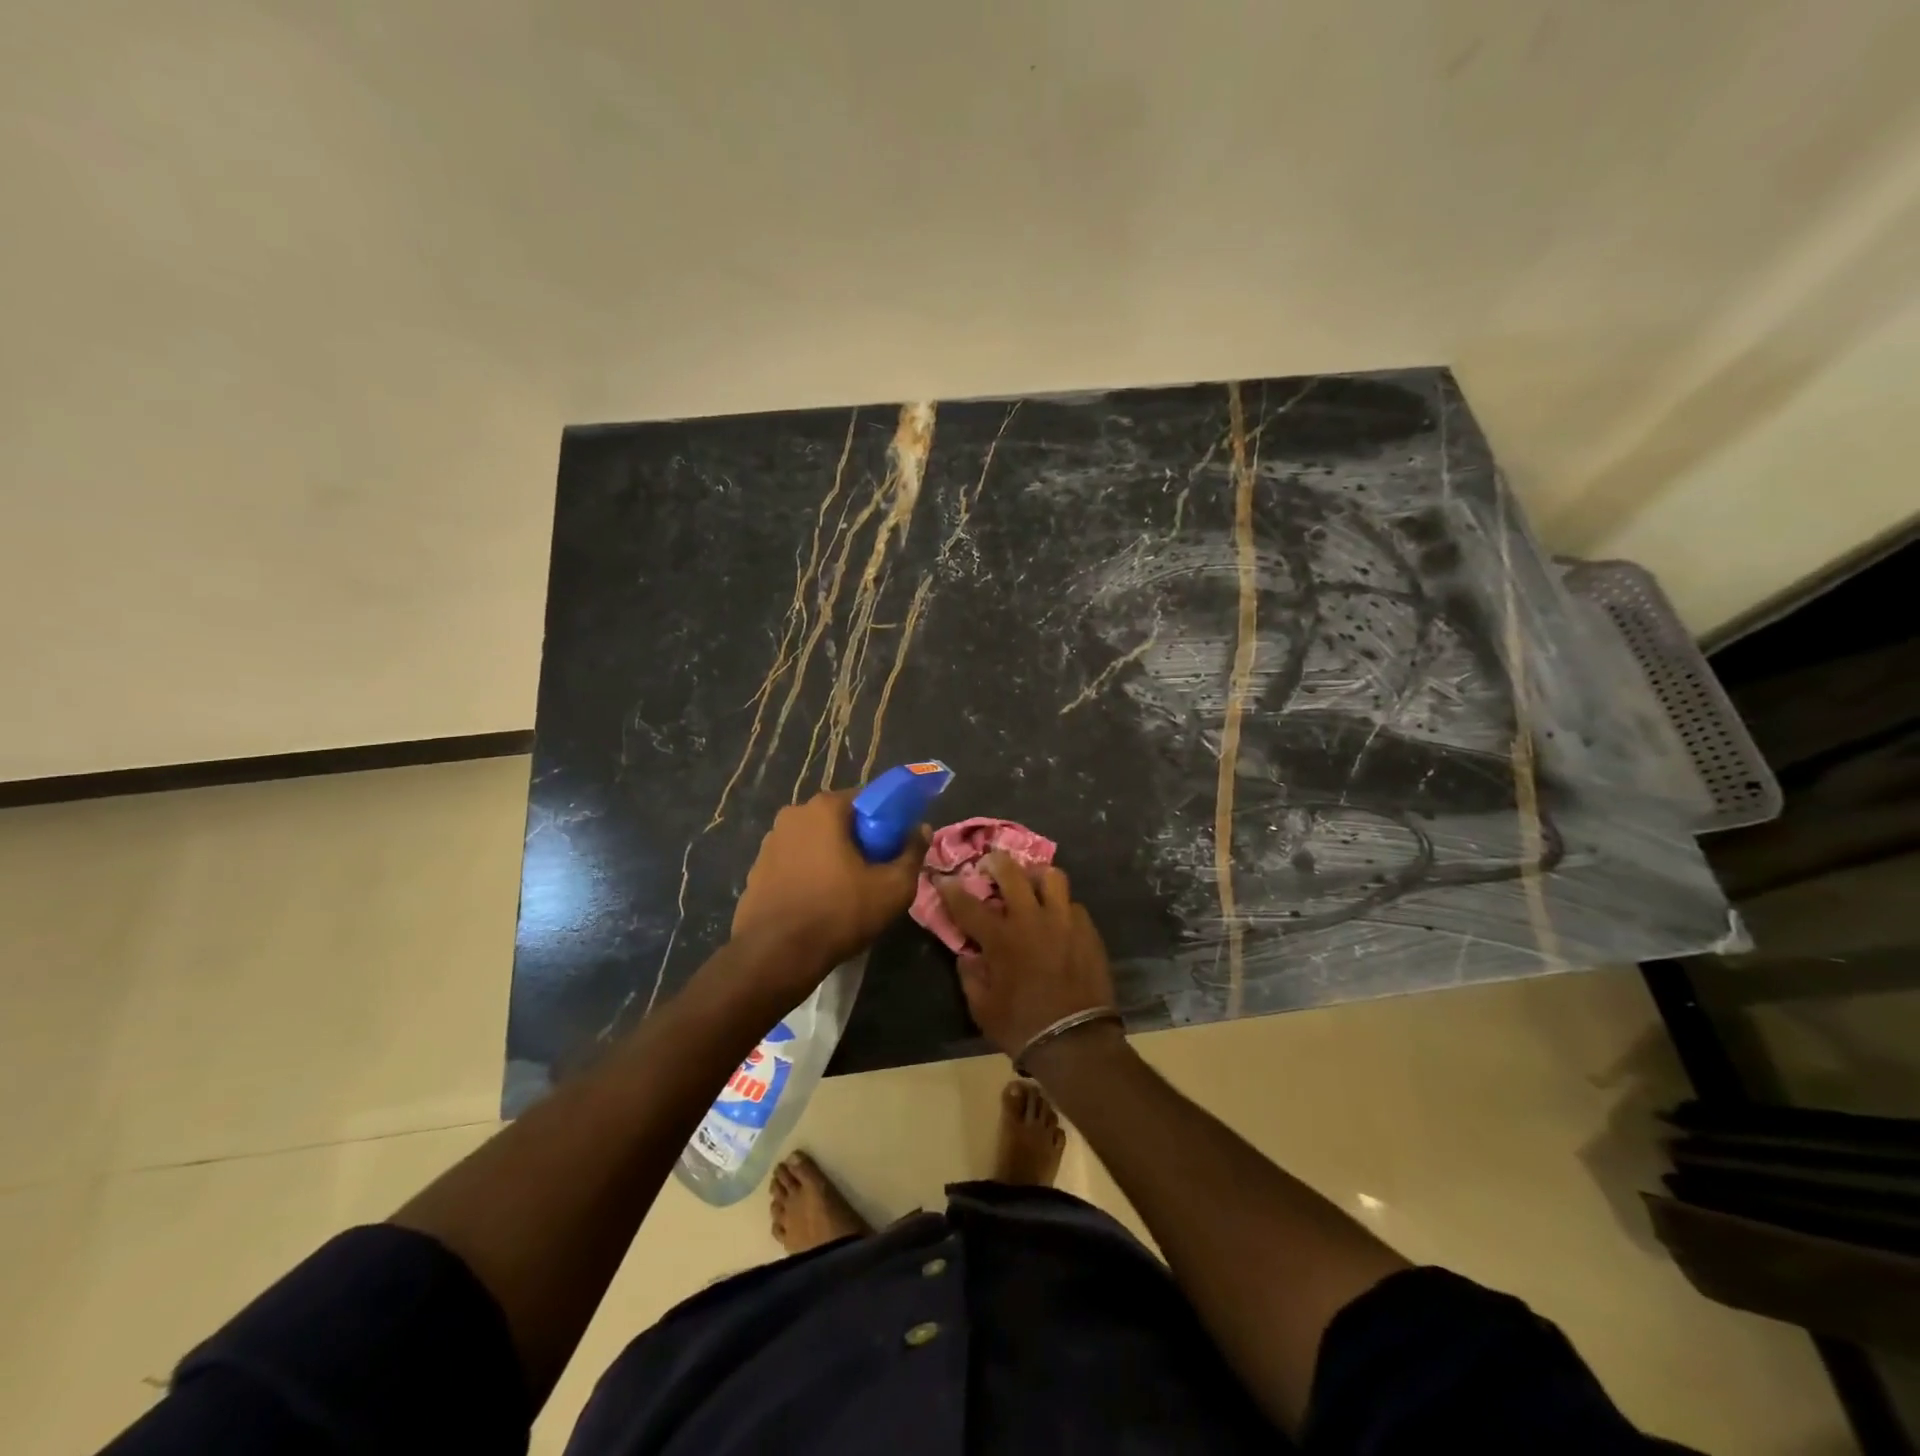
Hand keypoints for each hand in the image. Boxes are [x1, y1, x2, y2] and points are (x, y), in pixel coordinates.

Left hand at [731, 790, 928, 989]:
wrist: (776, 956)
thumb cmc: (839, 913)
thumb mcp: (893, 888)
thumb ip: (913, 853)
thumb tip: (922, 829)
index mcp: (824, 808)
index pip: (867, 800)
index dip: (887, 822)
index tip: (894, 849)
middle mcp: (793, 815)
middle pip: (839, 820)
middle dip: (859, 840)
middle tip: (875, 872)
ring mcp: (770, 842)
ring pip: (815, 842)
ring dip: (832, 857)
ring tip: (847, 892)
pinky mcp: (756, 870)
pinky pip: (794, 863)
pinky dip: (809, 874)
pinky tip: (819, 902)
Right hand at [937, 854, 1117, 1059]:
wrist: (1076, 1042)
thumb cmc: (1022, 1026)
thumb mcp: (982, 1008)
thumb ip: (970, 975)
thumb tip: (967, 955)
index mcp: (1000, 938)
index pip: (967, 903)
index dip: (951, 888)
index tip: (943, 878)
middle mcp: (1031, 919)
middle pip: (1011, 872)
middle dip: (995, 862)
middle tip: (990, 865)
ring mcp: (1063, 920)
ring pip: (1051, 876)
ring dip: (1036, 876)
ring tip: (1031, 884)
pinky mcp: (1088, 930)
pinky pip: (1073, 904)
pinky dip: (1061, 906)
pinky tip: (1057, 919)